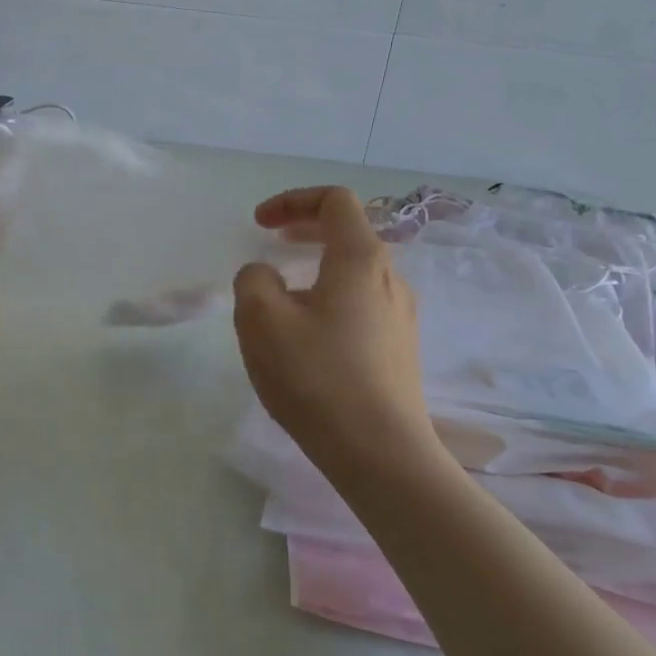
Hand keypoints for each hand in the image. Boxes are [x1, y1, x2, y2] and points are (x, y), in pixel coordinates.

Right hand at [233, 186, 438, 465]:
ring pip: (356, 271)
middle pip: (349, 232)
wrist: (380, 454)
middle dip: (305, 228)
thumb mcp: (261, 320)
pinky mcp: (400, 349)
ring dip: (317, 266)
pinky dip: (331, 297)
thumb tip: (266, 277)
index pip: (335, 200)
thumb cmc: (316, 377)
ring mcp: (401, 316)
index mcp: (361, 259)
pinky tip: (308, 335)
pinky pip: (362, 304)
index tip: (260, 224)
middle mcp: (390, 278)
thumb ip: (253, 280)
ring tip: (284, 295)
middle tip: (272, 241)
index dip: (293, 200)